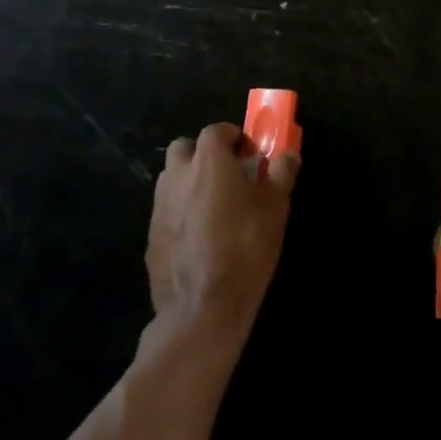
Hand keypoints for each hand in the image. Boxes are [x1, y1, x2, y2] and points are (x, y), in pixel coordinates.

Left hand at [146, 122, 298, 350]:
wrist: (202, 309)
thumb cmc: (245, 246)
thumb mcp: (275, 207)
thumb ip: (282, 173)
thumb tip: (290, 155)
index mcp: (208, 160)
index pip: (217, 130)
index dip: (234, 138)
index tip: (249, 156)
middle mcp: (178, 175)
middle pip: (185, 148)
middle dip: (202, 154)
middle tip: (225, 176)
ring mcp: (159, 206)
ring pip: (171, 179)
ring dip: (188, 182)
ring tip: (212, 207)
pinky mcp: (150, 238)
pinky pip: (166, 212)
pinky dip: (179, 214)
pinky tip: (198, 239)